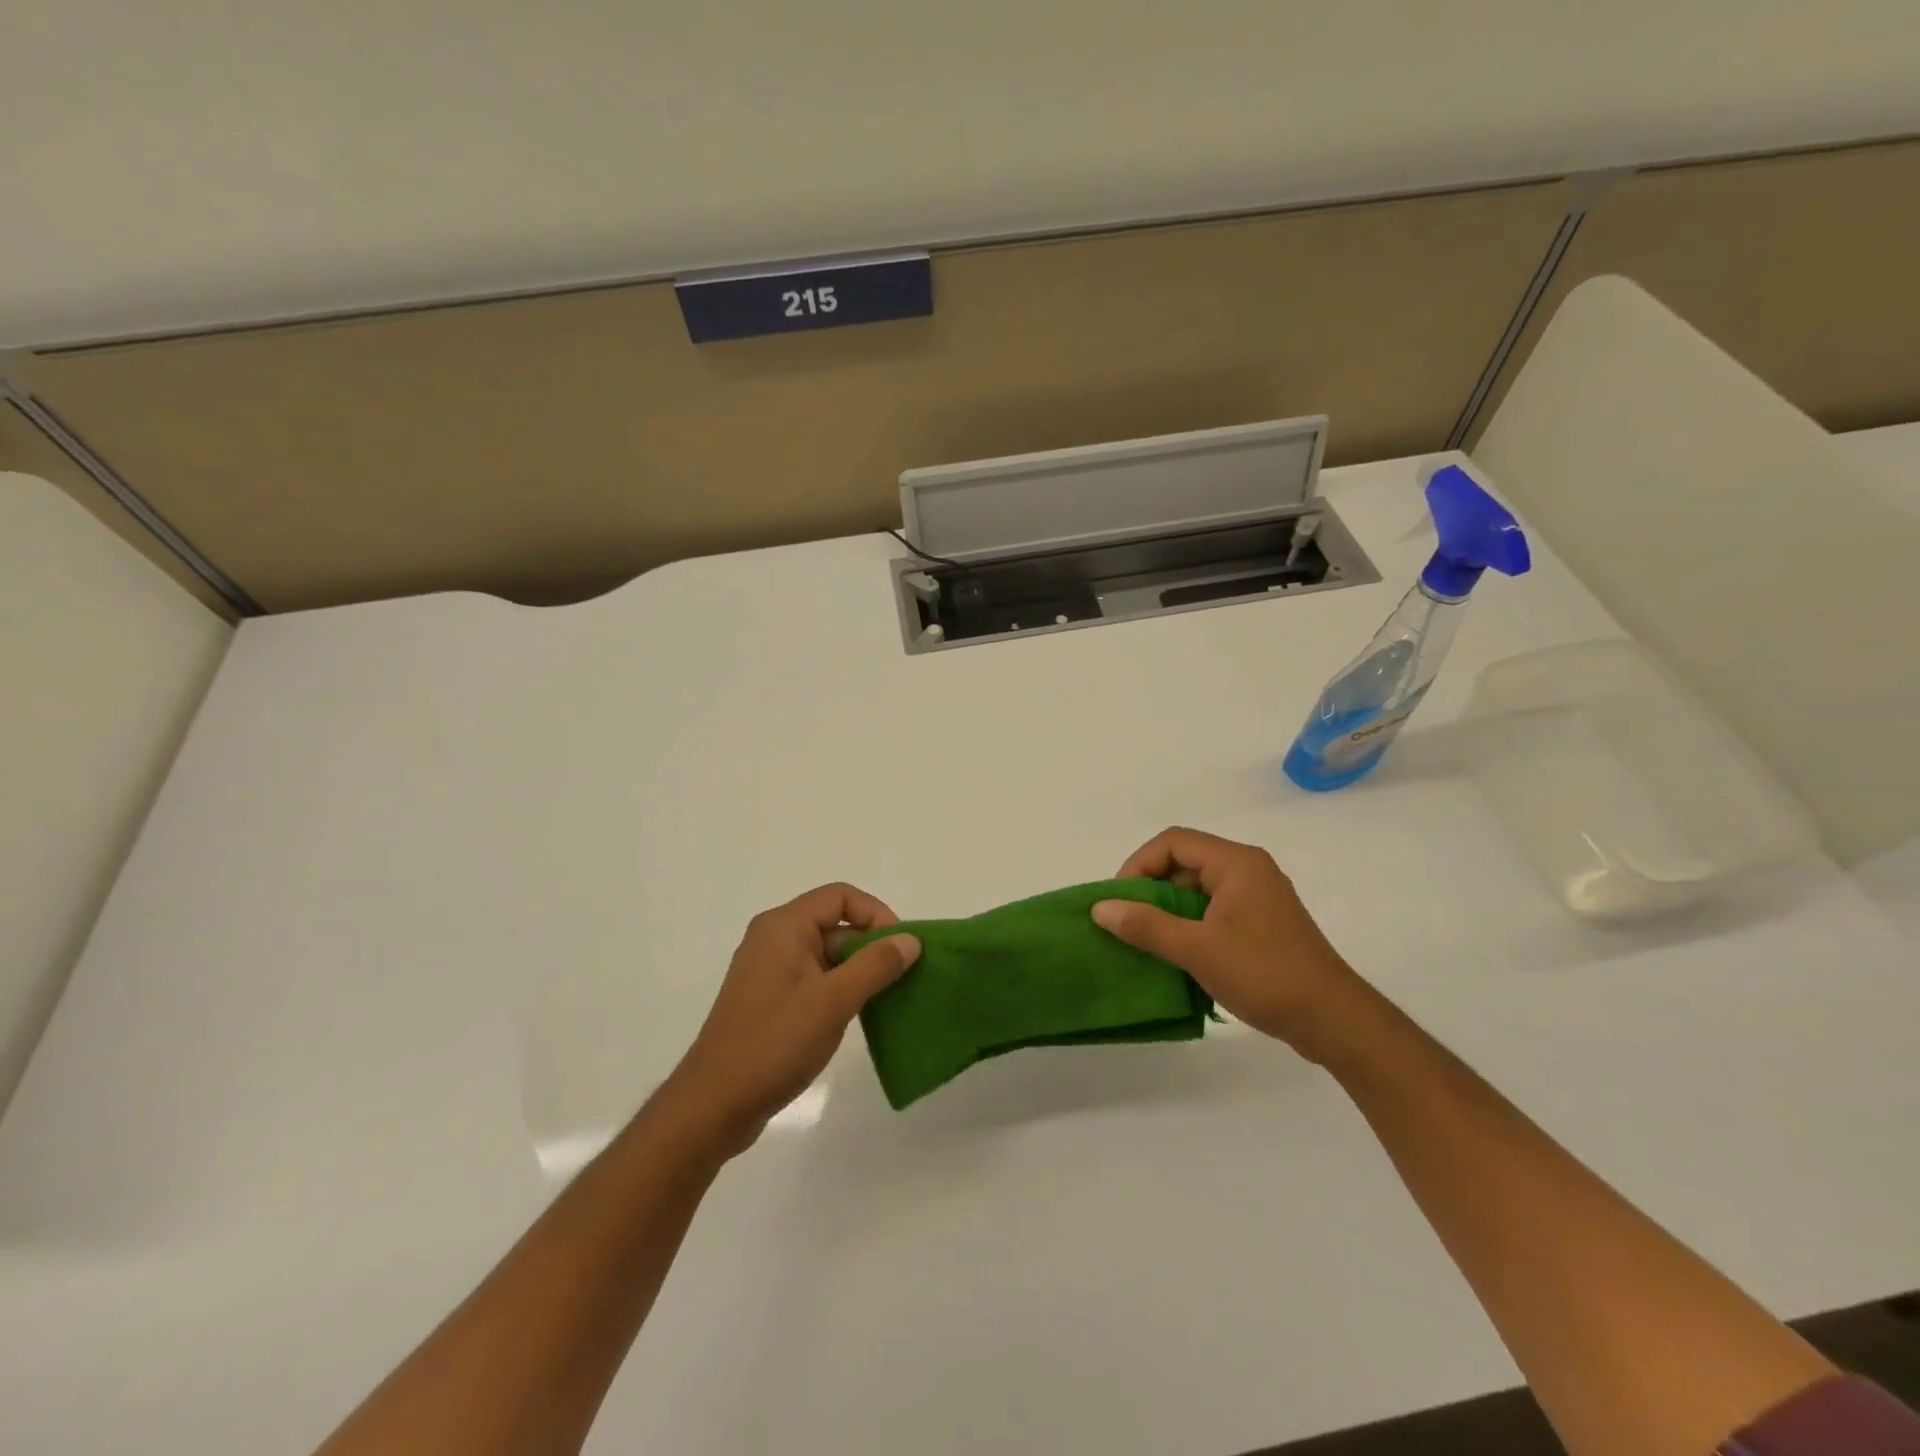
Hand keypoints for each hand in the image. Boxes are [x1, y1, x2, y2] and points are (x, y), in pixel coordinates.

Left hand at [664, 884, 919, 1153]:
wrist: (714, 1105)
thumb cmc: (775, 1043)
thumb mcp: (834, 1001)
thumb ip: (876, 965)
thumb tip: (910, 939)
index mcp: (784, 926)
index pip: (841, 896)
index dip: (876, 914)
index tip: (901, 948)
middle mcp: (774, 938)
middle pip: (834, 923)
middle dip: (870, 944)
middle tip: (901, 977)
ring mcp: (770, 970)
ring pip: (826, 953)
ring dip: (858, 970)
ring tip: (886, 999)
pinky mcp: (770, 999)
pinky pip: (814, 978)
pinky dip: (839, 988)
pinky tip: (857, 1016)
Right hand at [1092, 827, 1362, 1059]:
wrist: (1333, 1020)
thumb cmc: (1264, 973)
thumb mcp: (1196, 949)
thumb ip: (1146, 925)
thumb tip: (1100, 909)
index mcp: (1236, 862)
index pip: (1173, 841)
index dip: (1139, 864)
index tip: (1120, 900)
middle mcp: (1248, 869)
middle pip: (1185, 861)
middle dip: (1151, 888)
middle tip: (1128, 921)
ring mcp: (1258, 897)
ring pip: (1198, 888)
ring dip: (1169, 909)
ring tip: (1146, 940)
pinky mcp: (1262, 923)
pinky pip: (1214, 909)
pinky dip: (1190, 924)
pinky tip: (1177, 953)